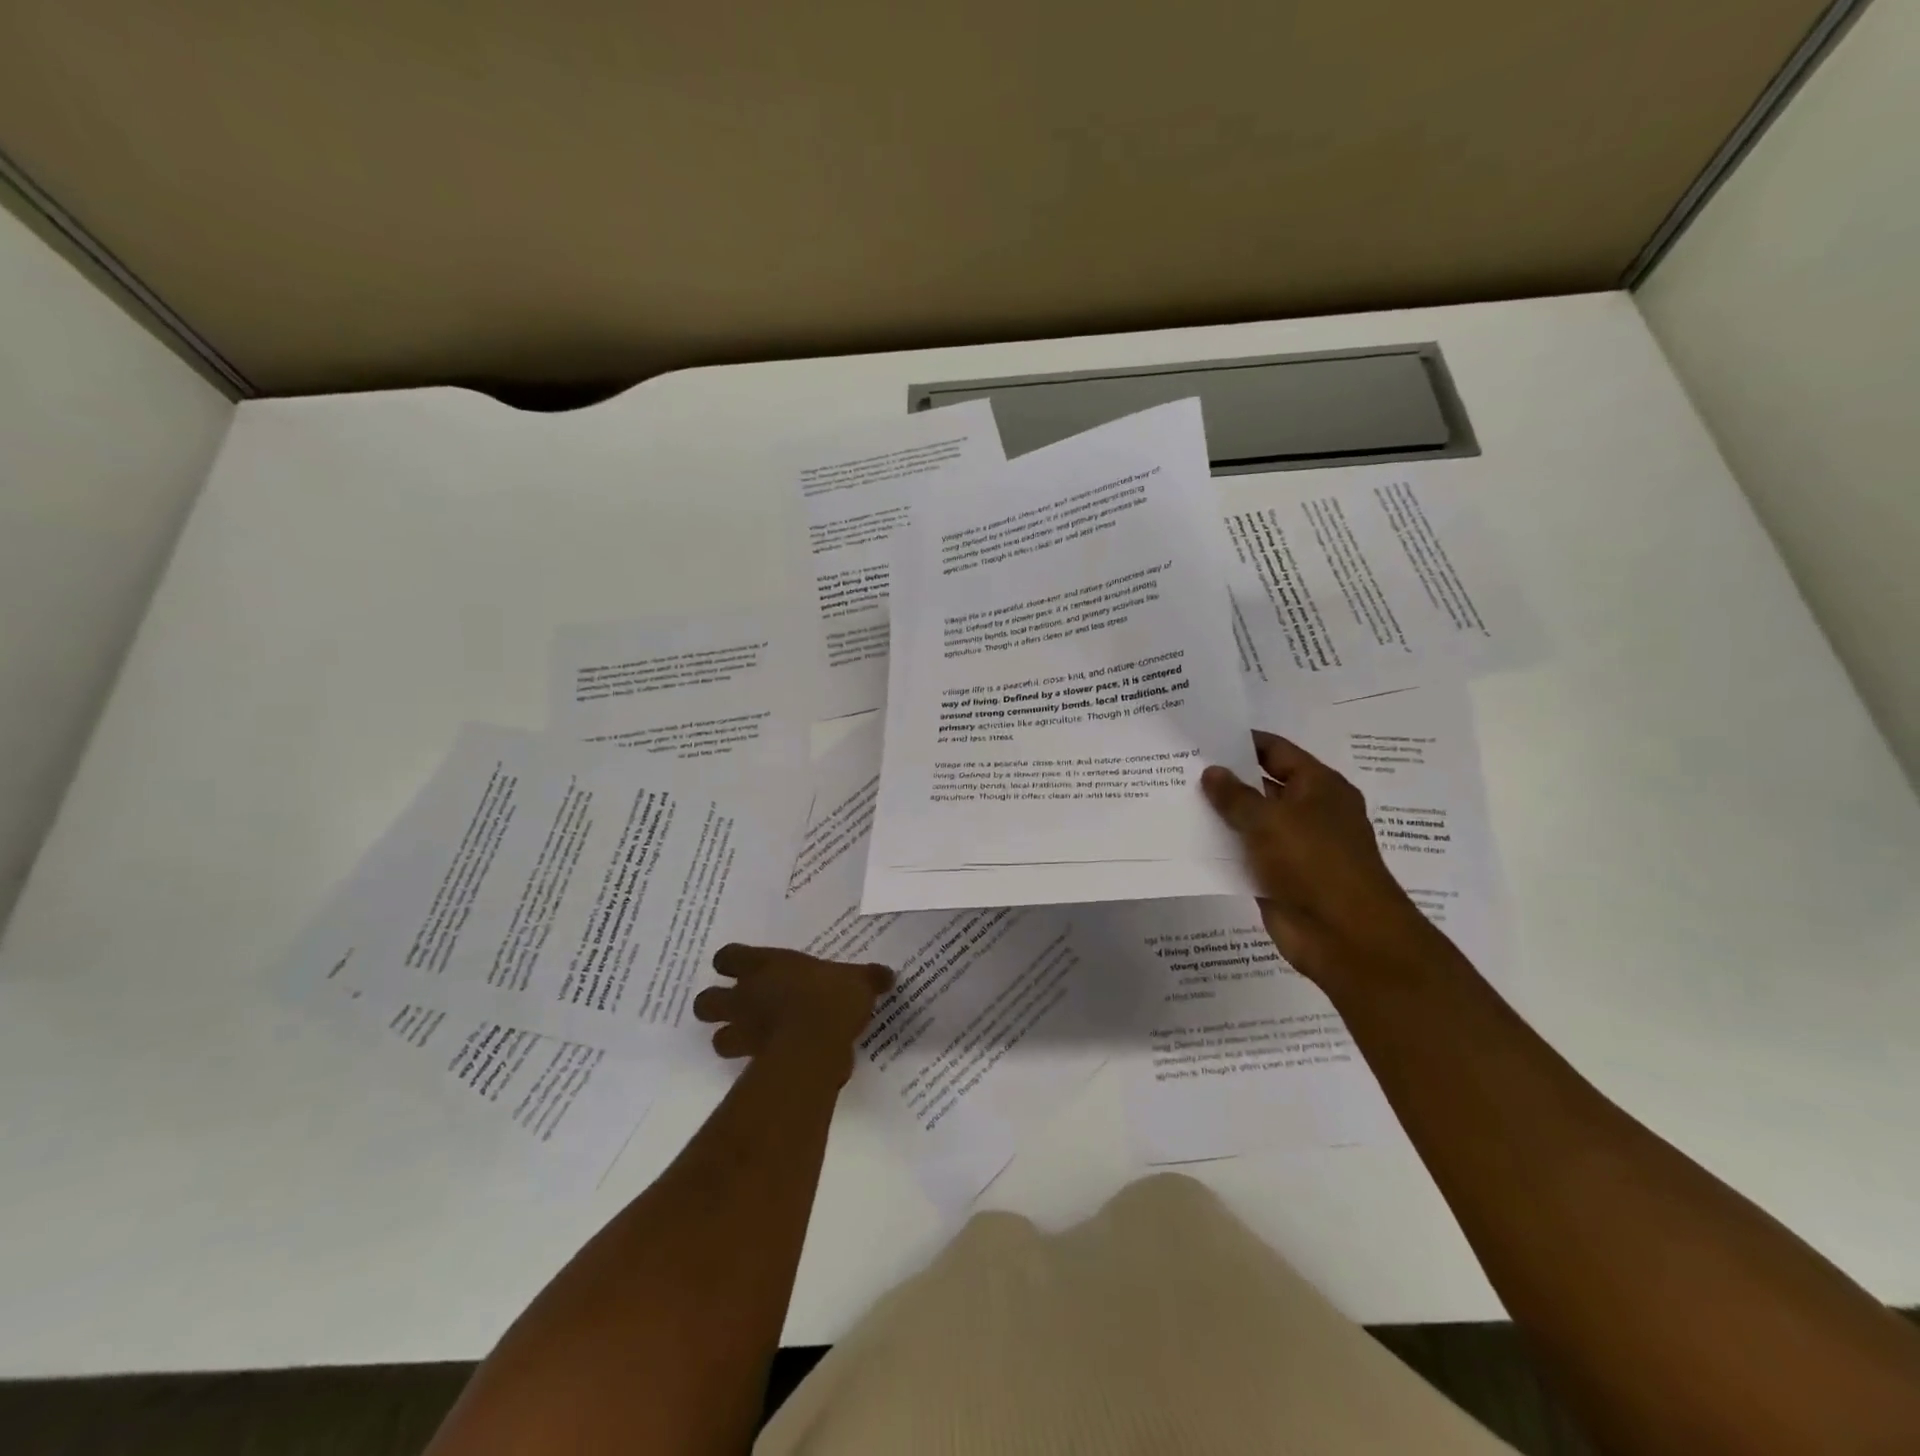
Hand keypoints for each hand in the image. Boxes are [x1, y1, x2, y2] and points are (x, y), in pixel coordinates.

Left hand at [693, 945, 893, 1083]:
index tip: (744, 968)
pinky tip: (775, 1065)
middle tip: (741, 1008)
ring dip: (730, 1039)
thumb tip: (887, 974)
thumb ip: (868, 977)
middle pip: (706, 1002)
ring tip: (753, 1041)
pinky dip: (755, 1066)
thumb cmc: (831, 997)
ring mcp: (744, 1032)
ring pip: (717, 1039)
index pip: (727, 957)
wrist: (816, 1044)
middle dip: (716, 1006)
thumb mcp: (858, 980)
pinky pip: (745, 1066)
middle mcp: (745, 997)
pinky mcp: (753, 1065)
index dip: (731, 962)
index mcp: (764, 966)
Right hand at [1201, 732, 1454, 992]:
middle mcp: (1309, 812)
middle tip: (1179, 766)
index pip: (1276, 751)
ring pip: (1251, 822)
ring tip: (1174, 798)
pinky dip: (1222, 848)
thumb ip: (1235, 795)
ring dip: (1220, 815)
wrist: (1345, 936)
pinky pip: (1245, 855)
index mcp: (1319, 786)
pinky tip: (1187, 839)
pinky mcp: (1278, 877)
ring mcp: (1294, 847)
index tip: (1201, 736)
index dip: (1241, 742)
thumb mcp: (1269, 819)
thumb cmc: (1314, 863)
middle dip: (1225, 778)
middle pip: (1261, 786)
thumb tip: (1211, 771)